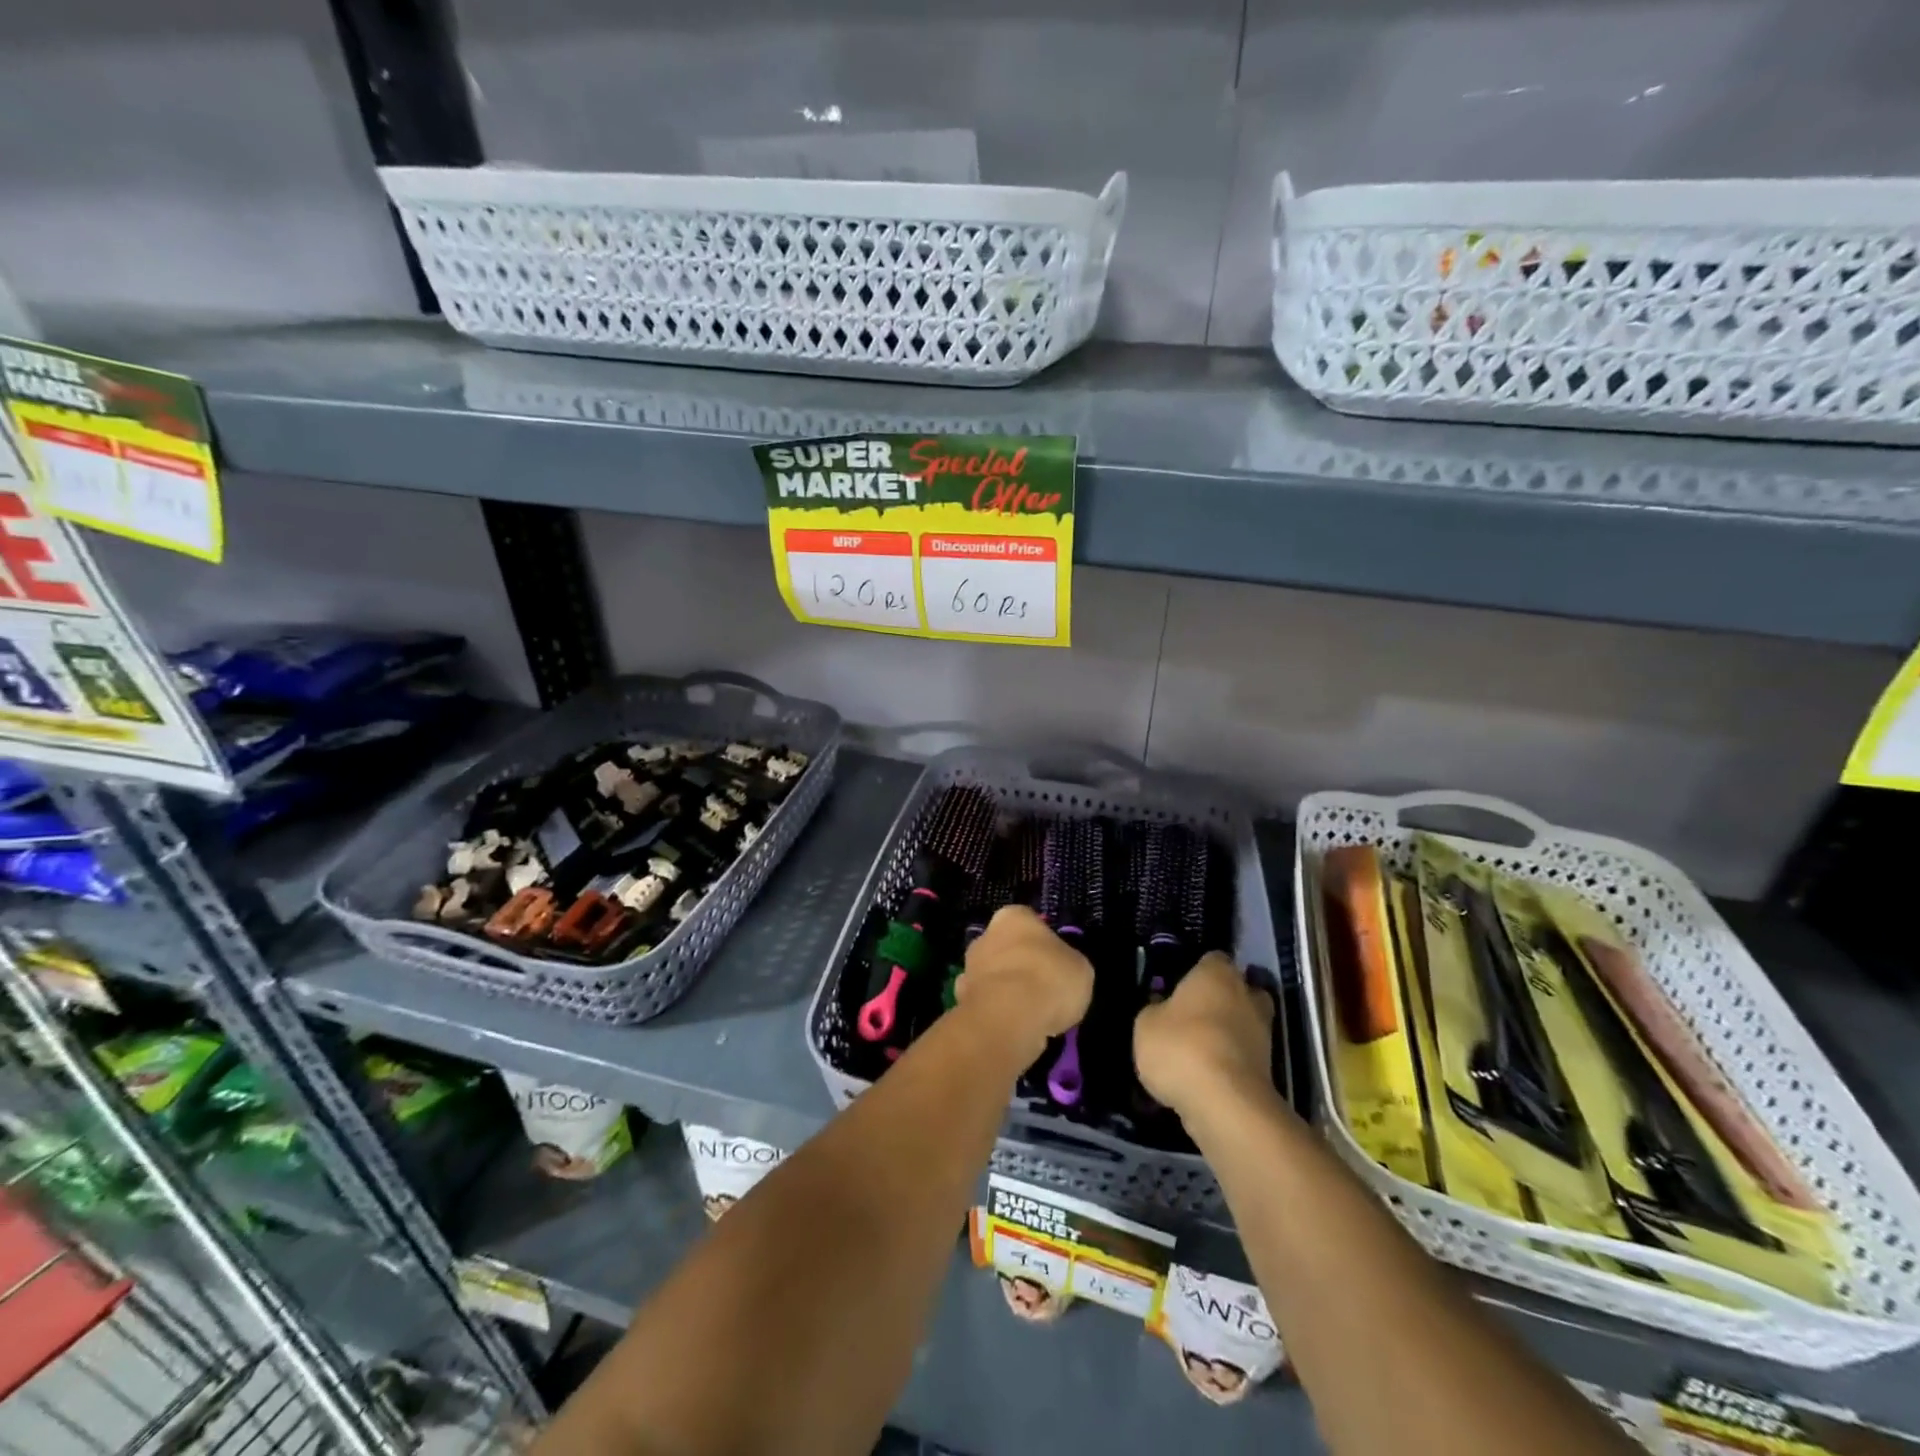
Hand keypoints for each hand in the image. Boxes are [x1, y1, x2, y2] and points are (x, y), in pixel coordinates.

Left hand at [955, 905, 1092, 1058]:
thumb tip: (1061, 969)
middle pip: (1007, 948)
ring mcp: (969, 968)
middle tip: (1043, 990)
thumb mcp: (1080, 968)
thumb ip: (1067, 963)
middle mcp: (985, 935)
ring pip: (993, 976)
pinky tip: (1012, 1027)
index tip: (1056, 965)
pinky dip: (996, 1013)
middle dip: (1020, 966)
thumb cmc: (1049, 979)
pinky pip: (985, 1003)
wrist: (1008, 1017)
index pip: (1030, 922)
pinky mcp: (960, 999)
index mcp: (1014, 916)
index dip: (1044, 944)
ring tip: (1030, 1015)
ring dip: (1006, 990)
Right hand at [1135, 952, 1274, 1115]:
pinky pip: (1244, 1056)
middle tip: (1192, 1015)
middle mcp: (1247, 996)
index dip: (1196, 970)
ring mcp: (1263, 1034)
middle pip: (1238, 989)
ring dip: (1227, 1033)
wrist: (1225, 1104)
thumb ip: (1155, 1009)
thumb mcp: (1146, 1024)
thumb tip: (1162, 1008)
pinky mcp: (1269, 1070)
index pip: (1212, 959)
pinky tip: (1205, 1076)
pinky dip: (1230, 1062)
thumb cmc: (1181, 1047)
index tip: (1179, 985)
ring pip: (1244, 1024)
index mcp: (1217, 974)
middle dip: (1221, 1000)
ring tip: (1196, 1050)